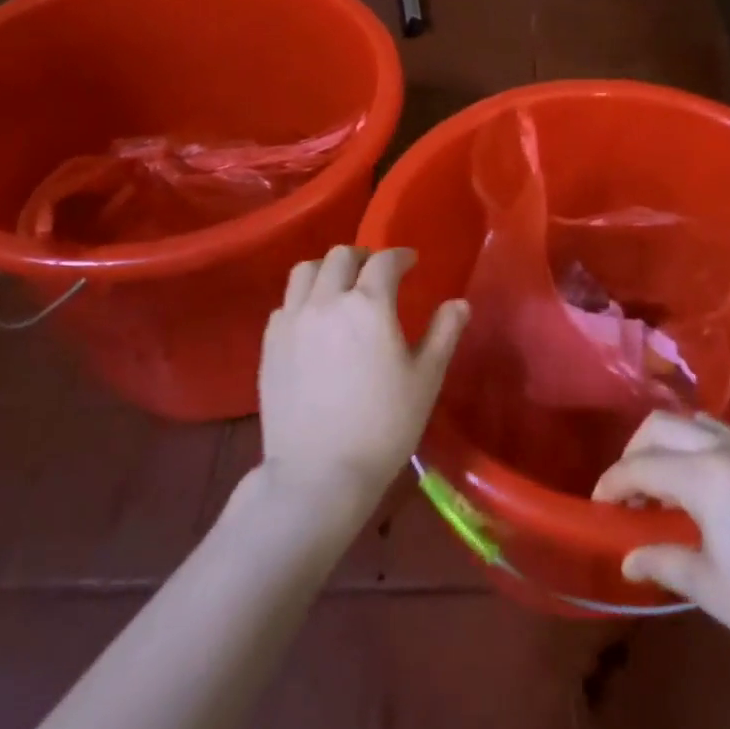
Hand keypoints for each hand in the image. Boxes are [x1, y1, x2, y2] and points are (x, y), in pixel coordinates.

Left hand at [259, 246, 468, 511]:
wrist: (319, 472)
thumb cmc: (384, 425)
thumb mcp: (426, 378)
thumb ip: (444, 333)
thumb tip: (459, 303)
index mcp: (368, 305)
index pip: (384, 262)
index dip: (400, 256)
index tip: (410, 262)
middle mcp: (326, 301)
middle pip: (340, 256)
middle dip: (363, 256)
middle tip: (377, 272)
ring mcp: (292, 321)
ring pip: (305, 271)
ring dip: (327, 269)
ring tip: (341, 286)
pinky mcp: (270, 344)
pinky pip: (286, 303)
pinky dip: (303, 298)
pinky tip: (314, 320)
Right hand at [594, 412, 729, 680]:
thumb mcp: (710, 587)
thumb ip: (665, 560)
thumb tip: (629, 558)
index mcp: (705, 475)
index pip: (642, 466)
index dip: (613, 482)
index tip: (598, 504)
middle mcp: (728, 449)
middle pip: (663, 426)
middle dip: (635, 451)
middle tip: (626, 490)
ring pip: (696, 423)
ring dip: (668, 443)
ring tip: (661, 483)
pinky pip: (725, 436)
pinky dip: (698, 447)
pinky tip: (702, 486)